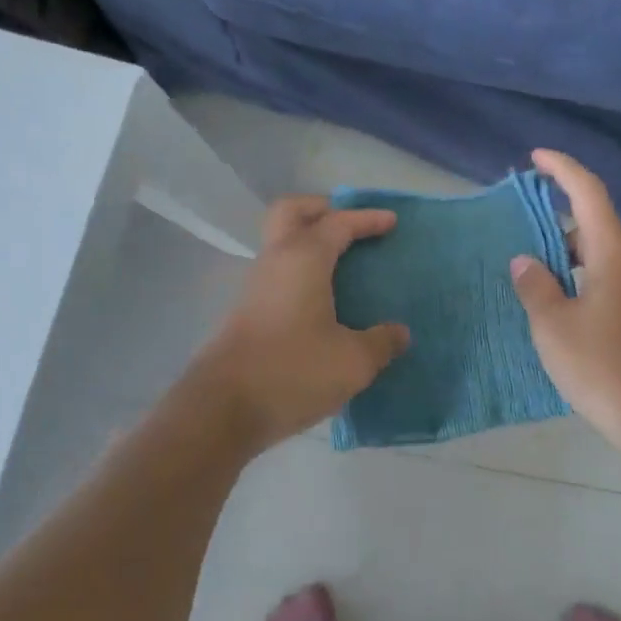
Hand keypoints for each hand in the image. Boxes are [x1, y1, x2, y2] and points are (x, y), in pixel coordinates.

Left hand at [190, 197, 410, 449]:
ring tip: (343, 265)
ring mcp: (255, 287)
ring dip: (309, 242)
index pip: (338, 223)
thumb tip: (399, 333)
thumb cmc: (293, 372)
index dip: (366, 219)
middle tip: (351, 226)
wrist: (221, 411)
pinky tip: (323, 302)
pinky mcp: (246, 313)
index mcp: (304, 259)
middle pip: (291, 212)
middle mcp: (275, 262)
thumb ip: (381, 342)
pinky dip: (302, 272)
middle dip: (322, 209)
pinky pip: (279, 274)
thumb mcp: (353, 362)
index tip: (391, 221)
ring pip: (281, 244)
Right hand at [509, 150, 620, 457]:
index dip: (562, 170)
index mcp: (613, 257)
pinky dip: (582, 283)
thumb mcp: (555, 328)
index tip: (536, 158)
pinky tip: (562, 313)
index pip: (589, 194)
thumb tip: (526, 261)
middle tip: (520, 234)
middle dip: (556, 223)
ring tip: (533, 279)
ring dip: (568, 259)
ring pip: (601, 260)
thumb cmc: (604, 368)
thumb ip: (536, 288)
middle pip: (594, 227)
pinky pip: (609, 285)